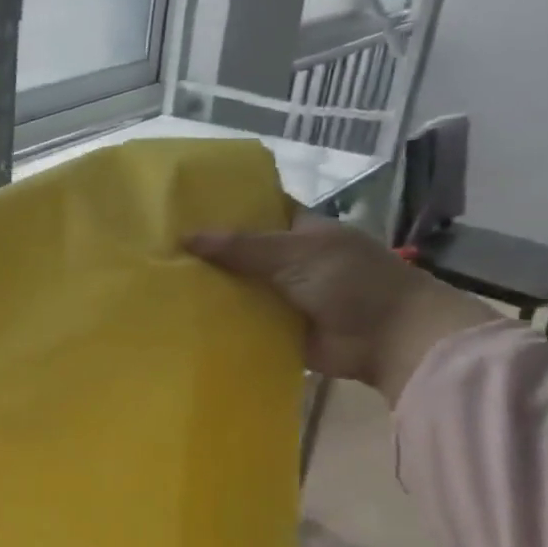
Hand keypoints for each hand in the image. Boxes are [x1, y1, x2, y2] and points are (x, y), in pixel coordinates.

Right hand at [185, 211, 493, 401]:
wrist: (390, 339)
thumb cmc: (351, 281)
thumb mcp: (294, 253)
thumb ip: (240, 246)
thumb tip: (184, 237)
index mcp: (299, 231)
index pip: (257, 210)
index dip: (224, 207)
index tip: (182, 207)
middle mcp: (289, 261)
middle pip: (240, 253)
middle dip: (207, 252)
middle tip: (157, 249)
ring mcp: (283, 297)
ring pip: (238, 288)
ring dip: (209, 289)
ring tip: (158, 284)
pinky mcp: (277, 330)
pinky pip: (242, 323)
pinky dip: (219, 322)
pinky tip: (181, 319)